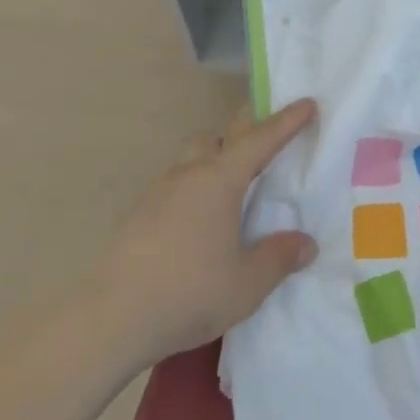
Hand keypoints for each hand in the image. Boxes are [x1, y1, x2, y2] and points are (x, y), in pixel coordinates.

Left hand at [94, 98, 319, 363]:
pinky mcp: (138, 212)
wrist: (113, 316)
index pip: (261, 139)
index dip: (287, 121)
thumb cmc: (190, 292)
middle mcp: (189, 174)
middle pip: (220, 136)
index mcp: (220, 180)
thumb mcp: (248, 283)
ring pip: (193, 157)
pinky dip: (194, 186)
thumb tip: (305, 243)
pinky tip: (198, 220)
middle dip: (246, 130)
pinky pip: (175, 184)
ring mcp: (158, 191)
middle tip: (268, 139)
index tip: (307, 102)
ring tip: (234, 185)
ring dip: (216, 158)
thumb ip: (279, 258)